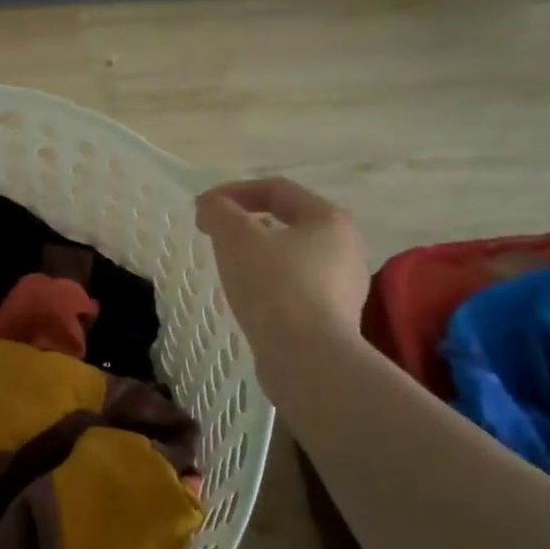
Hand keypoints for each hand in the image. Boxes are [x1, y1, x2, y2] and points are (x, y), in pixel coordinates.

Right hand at [196, 178, 368, 353]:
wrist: (307, 359)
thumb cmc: (274, 287)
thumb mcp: (236, 238)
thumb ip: (219, 212)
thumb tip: (211, 206)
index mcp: (329, 219)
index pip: (276, 189)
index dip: (234, 192)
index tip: (203, 208)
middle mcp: (346, 247)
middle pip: (288, 222)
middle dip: (247, 223)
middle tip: (215, 235)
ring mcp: (344, 286)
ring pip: (292, 257)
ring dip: (258, 254)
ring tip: (229, 268)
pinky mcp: (335, 319)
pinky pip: (296, 289)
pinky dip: (269, 284)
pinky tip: (249, 299)